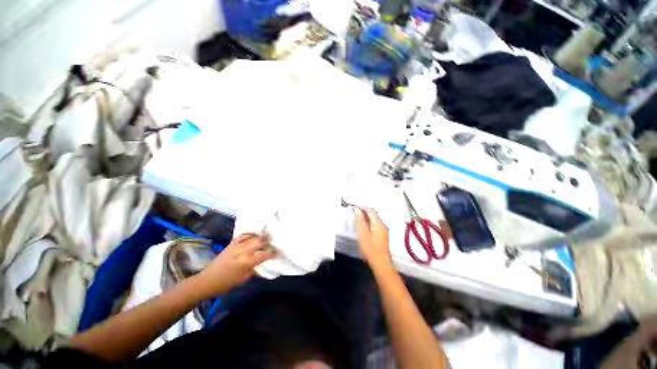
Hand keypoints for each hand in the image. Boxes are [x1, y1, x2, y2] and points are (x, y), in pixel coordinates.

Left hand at [195, 234, 274, 296]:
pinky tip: (254, 234)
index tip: (277, 253)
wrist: (207, 280)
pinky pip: (243, 236)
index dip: (271, 253)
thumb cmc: (226, 283)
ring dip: (261, 236)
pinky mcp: (231, 244)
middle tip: (275, 241)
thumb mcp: (243, 280)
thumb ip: (254, 270)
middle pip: (259, 242)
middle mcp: (242, 251)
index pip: (263, 255)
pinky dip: (250, 234)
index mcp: (246, 262)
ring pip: (252, 237)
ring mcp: (236, 246)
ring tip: (268, 235)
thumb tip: (264, 263)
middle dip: (268, 241)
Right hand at [354, 207, 392, 271]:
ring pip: (374, 218)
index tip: (353, 205)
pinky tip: (364, 224)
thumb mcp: (363, 233)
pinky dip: (368, 220)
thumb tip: (357, 209)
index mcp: (378, 223)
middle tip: (354, 209)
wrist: (381, 263)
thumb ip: (360, 220)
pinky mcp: (382, 235)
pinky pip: (375, 223)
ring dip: (366, 215)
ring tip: (357, 215)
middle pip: (373, 213)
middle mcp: (383, 224)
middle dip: (364, 210)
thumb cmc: (370, 248)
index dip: (362, 206)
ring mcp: (384, 230)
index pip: (370, 210)